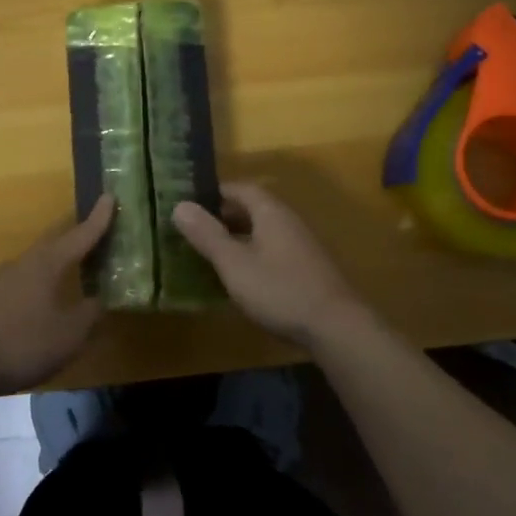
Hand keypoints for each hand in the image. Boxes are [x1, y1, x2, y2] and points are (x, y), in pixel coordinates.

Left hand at [0, 196, 114, 395]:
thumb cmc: (23, 344)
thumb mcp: (69, 335)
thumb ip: (89, 315)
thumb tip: (100, 300)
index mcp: (46, 265)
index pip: (79, 236)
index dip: (98, 220)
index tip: (109, 196)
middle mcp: (22, 264)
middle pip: (54, 246)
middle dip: (75, 240)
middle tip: (94, 234)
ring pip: (34, 266)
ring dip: (54, 266)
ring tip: (69, 273)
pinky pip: (19, 286)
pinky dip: (36, 288)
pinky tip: (38, 305)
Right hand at [172, 182, 366, 346]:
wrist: (336, 326)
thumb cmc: (279, 289)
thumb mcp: (234, 263)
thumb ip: (207, 235)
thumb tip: (180, 205)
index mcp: (271, 212)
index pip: (241, 189)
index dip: (215, 193)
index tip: (190, 204)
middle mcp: (288, 222)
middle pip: (253, 209)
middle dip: (223, 216)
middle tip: (194, 230)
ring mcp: (301, 246)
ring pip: (263, 232)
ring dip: (238, 237)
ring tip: (211, 253)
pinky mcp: (307, 269)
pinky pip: (272, 251)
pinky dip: (252, 255)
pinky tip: (240, 277)